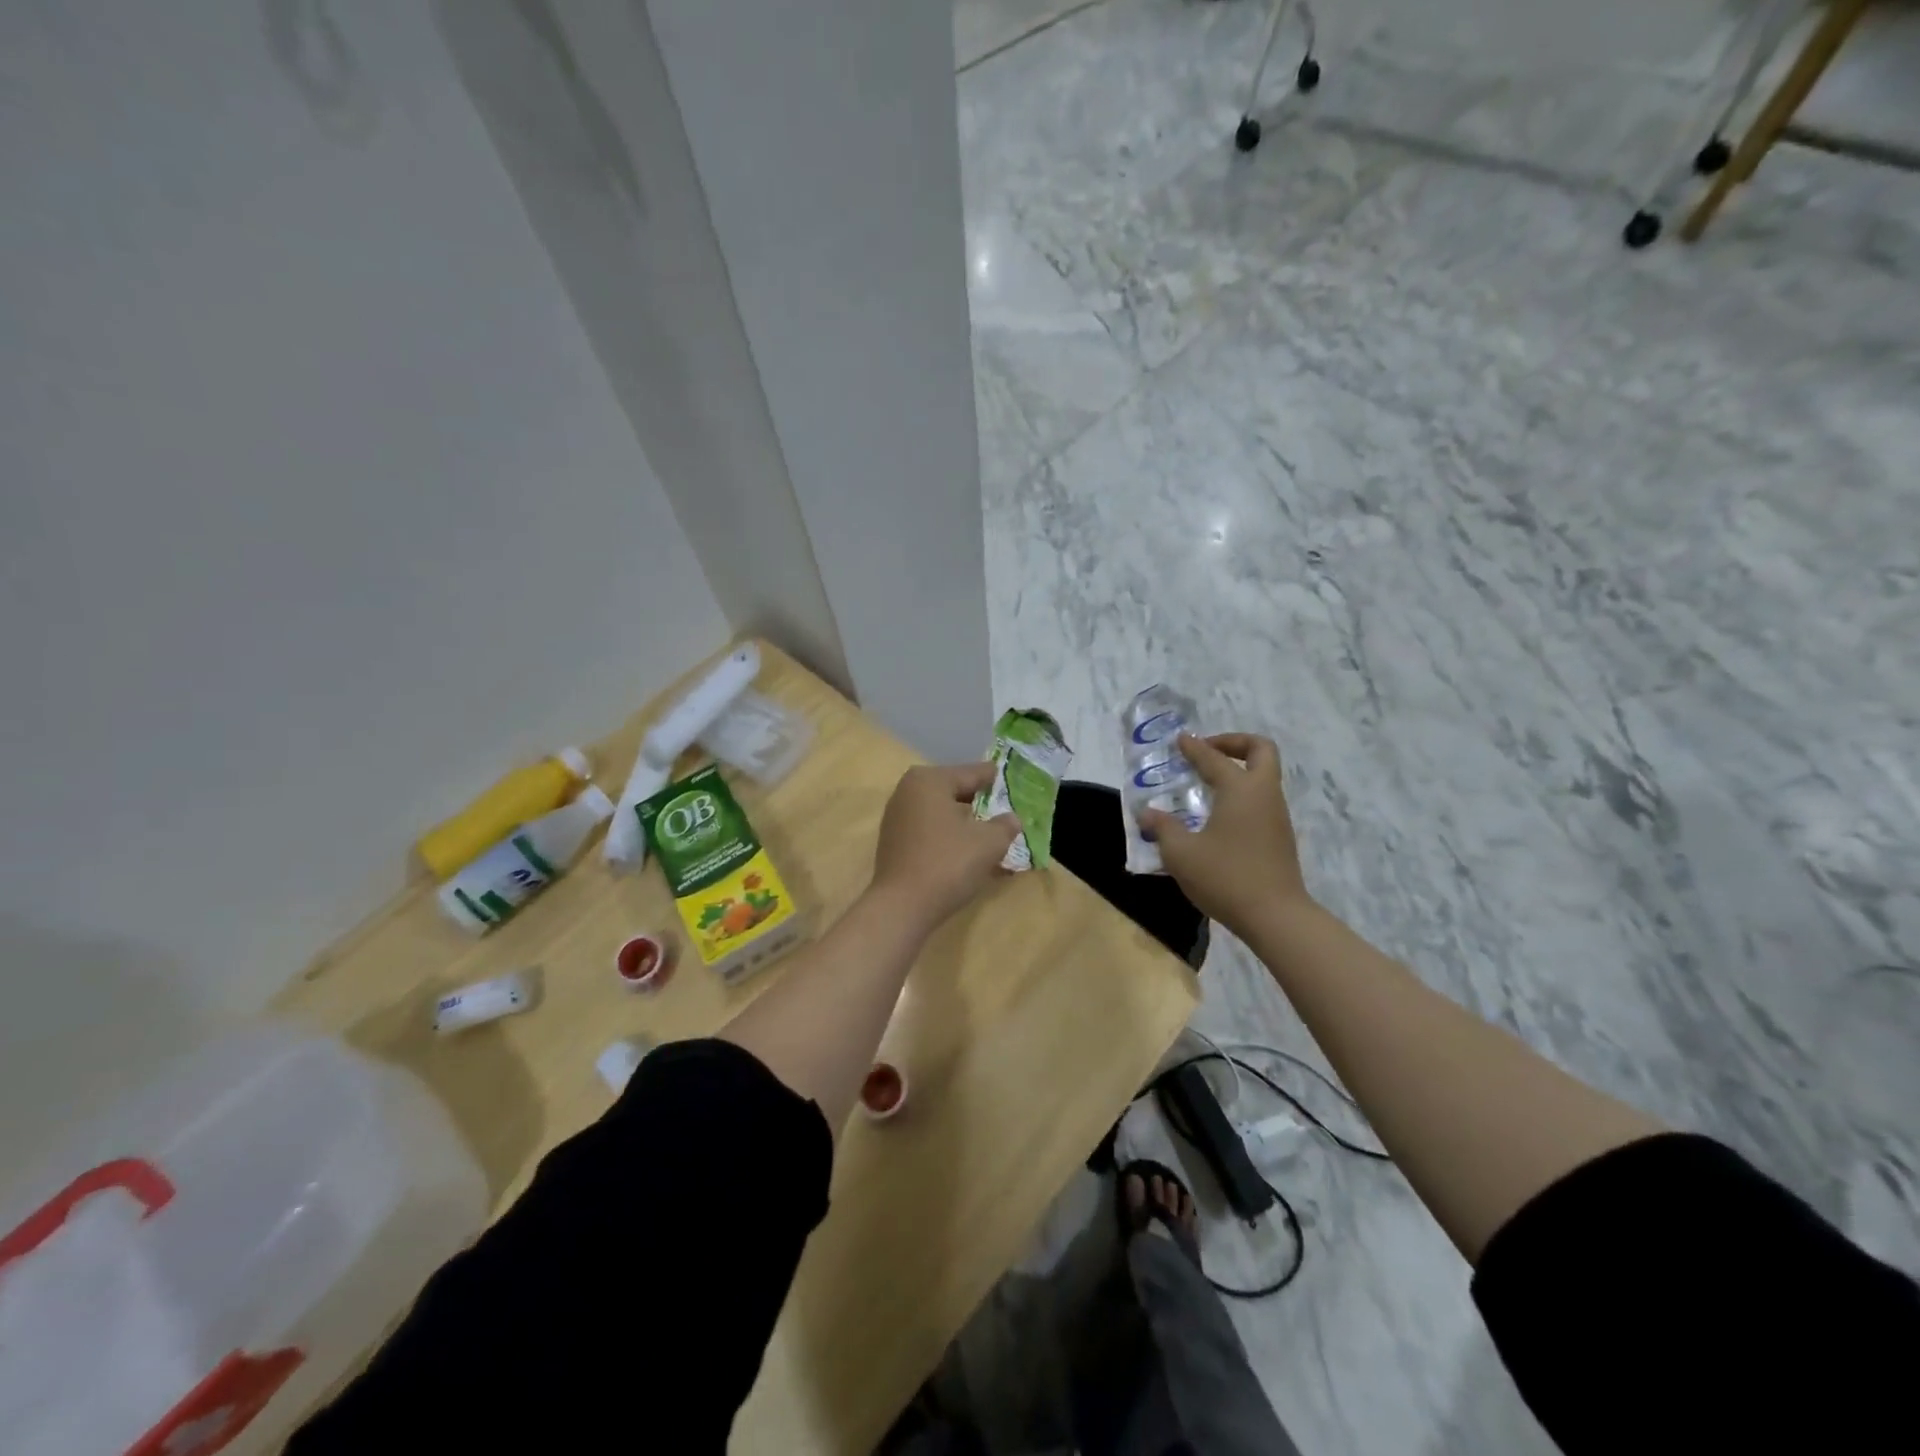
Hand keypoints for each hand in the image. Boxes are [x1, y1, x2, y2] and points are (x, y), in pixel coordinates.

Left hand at [871, 763, 1018, 930]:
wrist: (902, 906)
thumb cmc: (948, 863)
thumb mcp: (989, 842)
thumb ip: (1005, 825)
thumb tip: (1011, 819)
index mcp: (930, 780)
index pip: (973, 773)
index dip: (997, 779)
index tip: (1016, 782)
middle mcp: (908, 791)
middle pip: (956, 792)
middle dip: (982, 804)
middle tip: (1008, 812)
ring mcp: (897, 817)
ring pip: (943, 814)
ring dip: (967, 824)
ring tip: (993, 835)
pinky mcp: (894, 842)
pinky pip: (931, 832)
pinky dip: (951, 838)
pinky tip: (970, 853)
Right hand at [1139, 733, 1311, 934]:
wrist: (1276, 917)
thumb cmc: (1226, 877)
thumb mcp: (1181, 853)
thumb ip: (1163, 828)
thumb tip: (1148, 813)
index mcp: (1241, 790)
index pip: (1214, 758)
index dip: (1194, 747)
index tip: (1179, 740)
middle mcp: (1263, 795)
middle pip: (1261, 750)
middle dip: (1234, 743)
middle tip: (1207, 752)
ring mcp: (1276, 816)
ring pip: (1263, 777)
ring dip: (1237, 771)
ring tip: (1205, 785)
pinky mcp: (1279, 837)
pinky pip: (1260, 800)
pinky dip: (1240, 795)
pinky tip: (1217, 816)